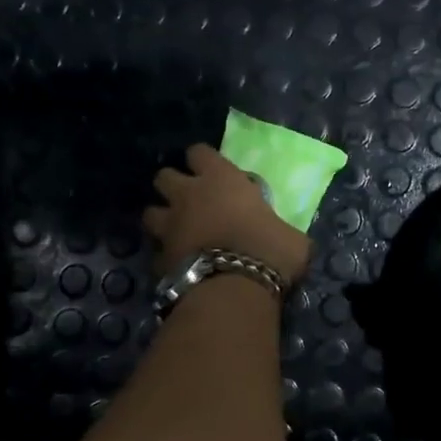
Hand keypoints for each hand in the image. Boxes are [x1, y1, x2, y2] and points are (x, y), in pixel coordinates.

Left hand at [144, 144, 311, 283]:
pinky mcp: (159, 259)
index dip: (202, 160)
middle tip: (189, 200)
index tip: (211, 170)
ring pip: (150, 212)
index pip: (199, 152)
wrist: (234, 289)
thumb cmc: (269, 251)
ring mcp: (169, 227)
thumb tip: (285, 238)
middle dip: (172, 185)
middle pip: (163, 176)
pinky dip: (166, 257)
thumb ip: (279, 228)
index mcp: (221, 179)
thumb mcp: (290, 236)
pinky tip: (178, 265)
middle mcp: (188, 195)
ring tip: (176, 231)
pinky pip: (157, 252)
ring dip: (161, 219)